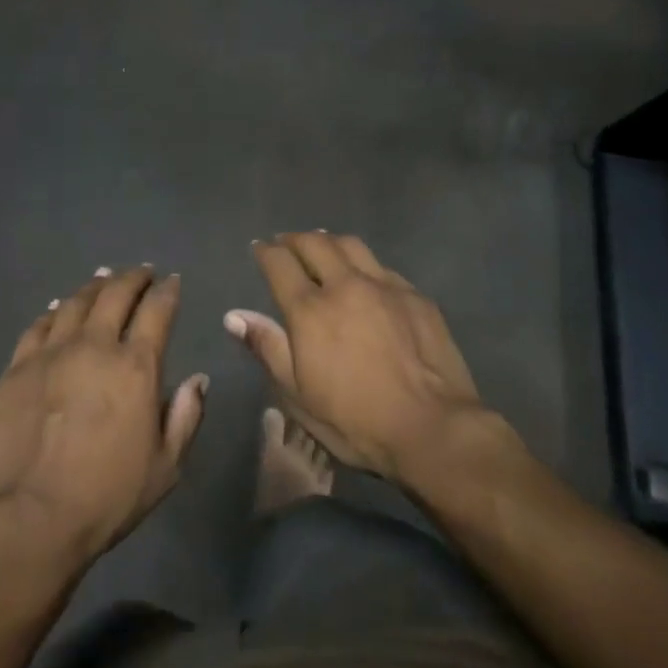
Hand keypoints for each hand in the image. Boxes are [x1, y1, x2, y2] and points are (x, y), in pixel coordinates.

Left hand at [0, 267, 206, 568]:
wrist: (31, 518)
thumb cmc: (107, 496)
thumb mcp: (166, 467)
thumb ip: (186, 416)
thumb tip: (198, 379)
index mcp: (136, 366)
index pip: (157, 311)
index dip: (167, 291)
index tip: (172, 281)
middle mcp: (95, 346)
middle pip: (115, 294)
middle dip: (133, 277)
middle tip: (141, 272)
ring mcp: (52, 352)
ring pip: (76, 302)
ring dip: (95, 286)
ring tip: (104, 278)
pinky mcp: (18, 367)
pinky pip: (39, 325)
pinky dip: (55, 310)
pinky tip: (60, 308)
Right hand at [227, 233, 509, 483]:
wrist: (433, 428)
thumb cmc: (355, 420)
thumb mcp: (298, 396)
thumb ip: (268, 348)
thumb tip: (234, 315)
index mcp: (310, 310)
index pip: (280, 264)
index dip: (266, 252)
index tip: (260, 248)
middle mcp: (345, 286)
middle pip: (315, 244)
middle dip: (295, 239)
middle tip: (286, 242)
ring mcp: (385, 286)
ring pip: (352, 245)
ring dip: (330, 241)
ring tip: (322, 244)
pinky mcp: (416, 296)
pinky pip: (382, 267)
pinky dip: (364, 264)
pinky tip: (366, 277)